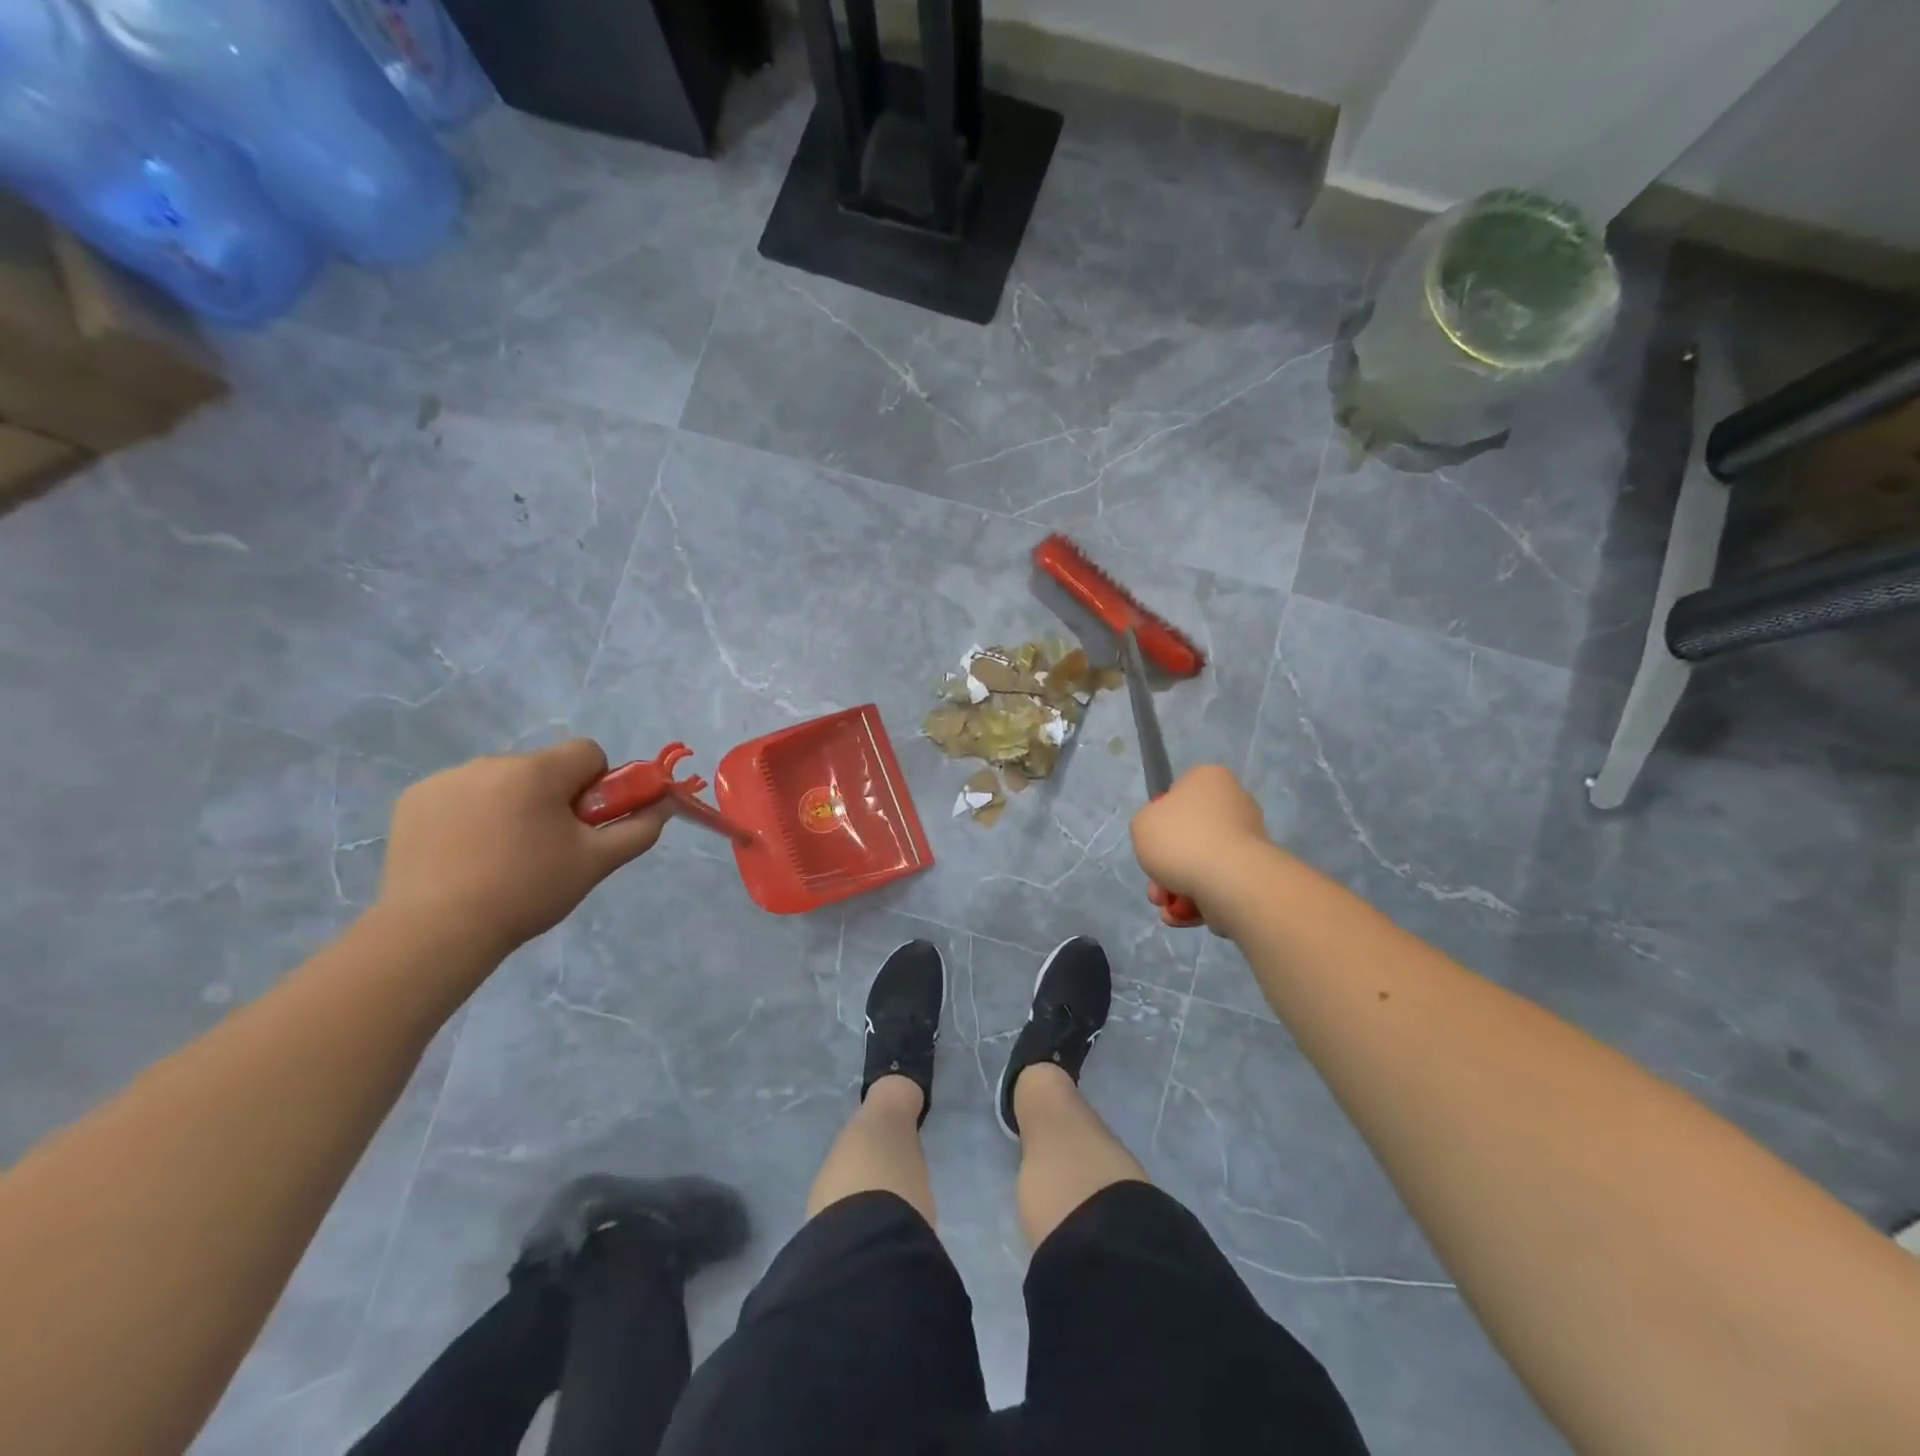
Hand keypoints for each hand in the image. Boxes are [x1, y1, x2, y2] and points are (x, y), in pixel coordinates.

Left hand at [378, 739, 669, 955]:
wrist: (435, 930)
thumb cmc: (526, 890)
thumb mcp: (596, 863)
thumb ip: (639, 828)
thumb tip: (665, 804)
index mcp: (538, 771)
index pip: (587, 752)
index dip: (597, 785)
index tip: (583, 823)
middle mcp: (492, 762)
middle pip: (544, 768)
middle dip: (552, 797)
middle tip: (546, 847)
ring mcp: (446, 779)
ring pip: (502, 781)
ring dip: (511, 805)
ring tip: (499, 857)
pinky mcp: (412, 800)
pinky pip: (461, 795)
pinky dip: (470, 815)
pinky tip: (463, 855)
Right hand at [1130, 765, 1270, 923]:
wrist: (1230, 882)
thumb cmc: (1181, 840)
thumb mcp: (1141, 823)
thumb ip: (1148, 823)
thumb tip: (1168, 836)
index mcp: (1209, 779)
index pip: (1179, 792)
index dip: (1161, 816)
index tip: (1153, 836)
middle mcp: (1234, 803)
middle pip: (1188, 835)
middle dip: (1166, 865)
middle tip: (1155, 883)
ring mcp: (1248, 841)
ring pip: (1199, 864)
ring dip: (1176, 888)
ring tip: (1167, 905)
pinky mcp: (1254, 874)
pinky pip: (1217, 884)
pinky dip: (1197, 901)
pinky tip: (1182, 915)